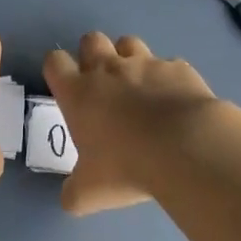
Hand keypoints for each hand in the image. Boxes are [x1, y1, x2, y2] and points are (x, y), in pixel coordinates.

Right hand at [43, 32, 217, 214]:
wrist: (186, 148)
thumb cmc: (127, 167)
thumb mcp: (90, 192)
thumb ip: (74, 193)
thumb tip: (69, 200)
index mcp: (78, 92)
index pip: (54, 61)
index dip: (58, 70)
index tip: (67, 88)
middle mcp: (108, 69)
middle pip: (91, 40)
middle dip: (93, 55)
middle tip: (103, 85)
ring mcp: (146, 64)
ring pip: (129, 43)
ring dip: (129, 59)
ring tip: (139, 87)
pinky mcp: (179, 68)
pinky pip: (169, 65)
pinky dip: (169, 79)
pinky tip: (176, 102)